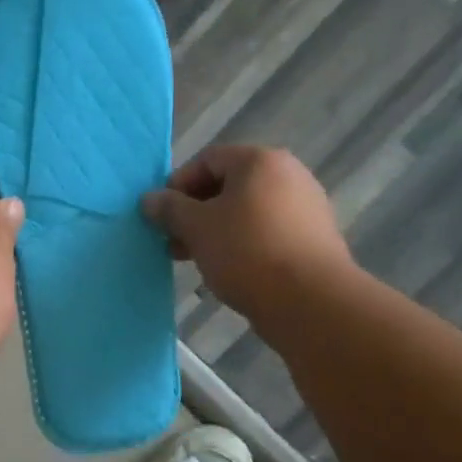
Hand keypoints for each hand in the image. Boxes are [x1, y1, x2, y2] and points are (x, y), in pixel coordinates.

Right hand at [140, 145, 353, 322]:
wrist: (310, 301)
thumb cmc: (246, 251)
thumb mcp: (196, 227)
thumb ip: (169, 208)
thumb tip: (149, 199)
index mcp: (260, 161)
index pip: (207, 159)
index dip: (177, 185)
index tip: (161, 216)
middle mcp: (288, 175)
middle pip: (228, 185)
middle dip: (194, 212)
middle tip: (173, 240)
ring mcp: (305, 207)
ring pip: (246, 212)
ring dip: (214, 231)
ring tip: (194, 259)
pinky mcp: (313, 239)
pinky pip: (266, 232)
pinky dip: (241, 244)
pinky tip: (227, 270)